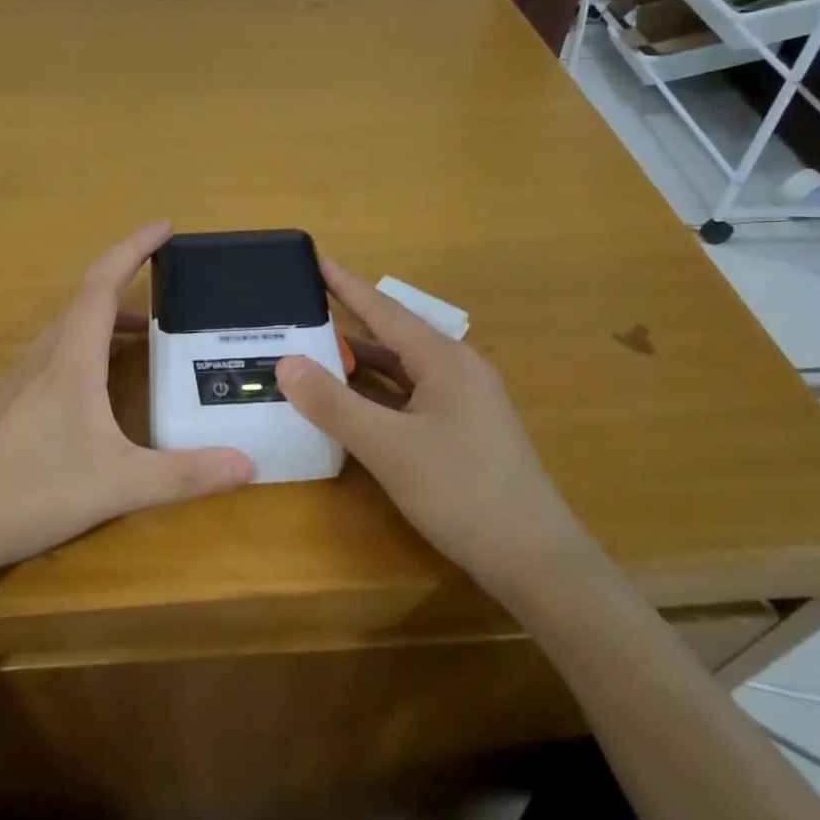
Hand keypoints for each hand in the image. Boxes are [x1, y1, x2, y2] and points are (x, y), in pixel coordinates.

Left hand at [0, 221, 254, 586]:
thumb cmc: (33, 490)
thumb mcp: (119, 485)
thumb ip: (184, 475)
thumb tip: (249, 465)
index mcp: (70, 359)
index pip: (103, 285)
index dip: (134, 248)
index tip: (164, 225)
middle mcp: (44, 358)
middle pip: (86, 300)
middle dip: (127, 280)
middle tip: (168, 281)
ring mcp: (22, 381)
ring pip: (70, 330)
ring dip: (109, 319)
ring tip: (148, 332)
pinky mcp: (12, 405)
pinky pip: (58, 355)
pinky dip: (90, 348)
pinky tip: (102, 383)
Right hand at [274, 260, 581, 588]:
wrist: (533, 558)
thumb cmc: (461, 491)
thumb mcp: (388, 447)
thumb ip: (334, 404)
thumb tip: (285, 363)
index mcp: (444, 360)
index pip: (385, 310)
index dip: (346, 285)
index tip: (315, 260)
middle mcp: (456, 371)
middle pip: (392, 338)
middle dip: (346, 326)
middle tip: (299, 315)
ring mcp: (462, 404)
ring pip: (401, 372)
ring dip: (359, 366)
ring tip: (312, 356)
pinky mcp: (461, 433)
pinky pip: (408, 399)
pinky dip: (375, 396)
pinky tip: (349, 405)